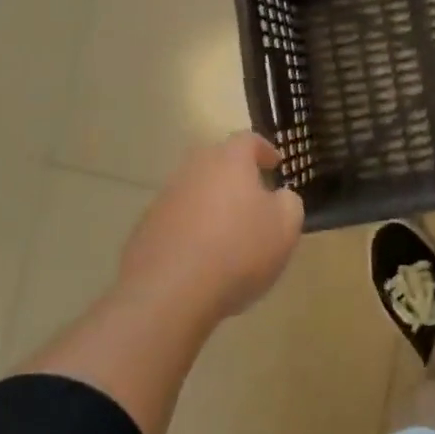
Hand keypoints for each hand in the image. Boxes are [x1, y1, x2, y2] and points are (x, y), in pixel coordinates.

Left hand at [118, 132, 303, 326]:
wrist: (169, 293)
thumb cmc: (238, 250)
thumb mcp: (285, 227)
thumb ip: (289, 203)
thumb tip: (279, 197)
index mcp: (229, 161)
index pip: (248, 140)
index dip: (264, 150)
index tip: (275, 164)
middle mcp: (194, 170)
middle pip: (217, 162)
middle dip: (236, 176)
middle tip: (253, 197)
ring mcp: (165, 198)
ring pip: (195, 192)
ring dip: (212, 204)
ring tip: (228, 233)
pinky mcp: (146, 229)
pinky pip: (177, 221)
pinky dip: (192, 230)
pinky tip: (202, 258)